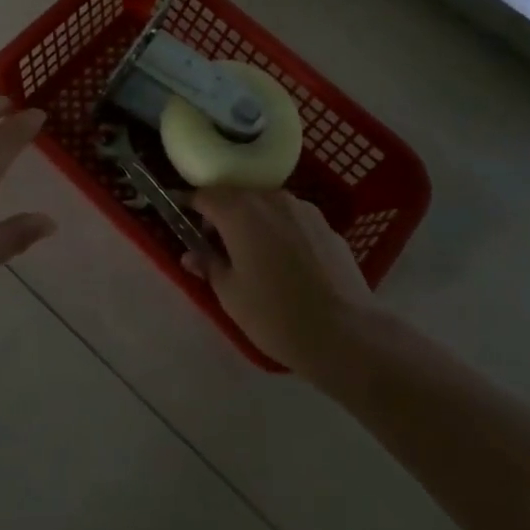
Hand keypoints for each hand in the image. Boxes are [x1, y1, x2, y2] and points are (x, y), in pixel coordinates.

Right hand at [183, 189, 373, 378]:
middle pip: (236, 197)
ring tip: (254, 257)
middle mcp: (270, 198)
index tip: (181, 221)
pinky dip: (281, 232)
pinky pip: (292, 220)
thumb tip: (191, 253)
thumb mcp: (230, 295)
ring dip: (253, 222)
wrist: (347, 334)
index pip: (204, 195)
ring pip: (266, 206)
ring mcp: (302, 209)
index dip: (189, 206)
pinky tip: (287, 265)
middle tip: (216, 247)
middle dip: (222, 216)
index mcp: (238, 211)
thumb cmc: (276, 314)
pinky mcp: (326, 225)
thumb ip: (208, 265)